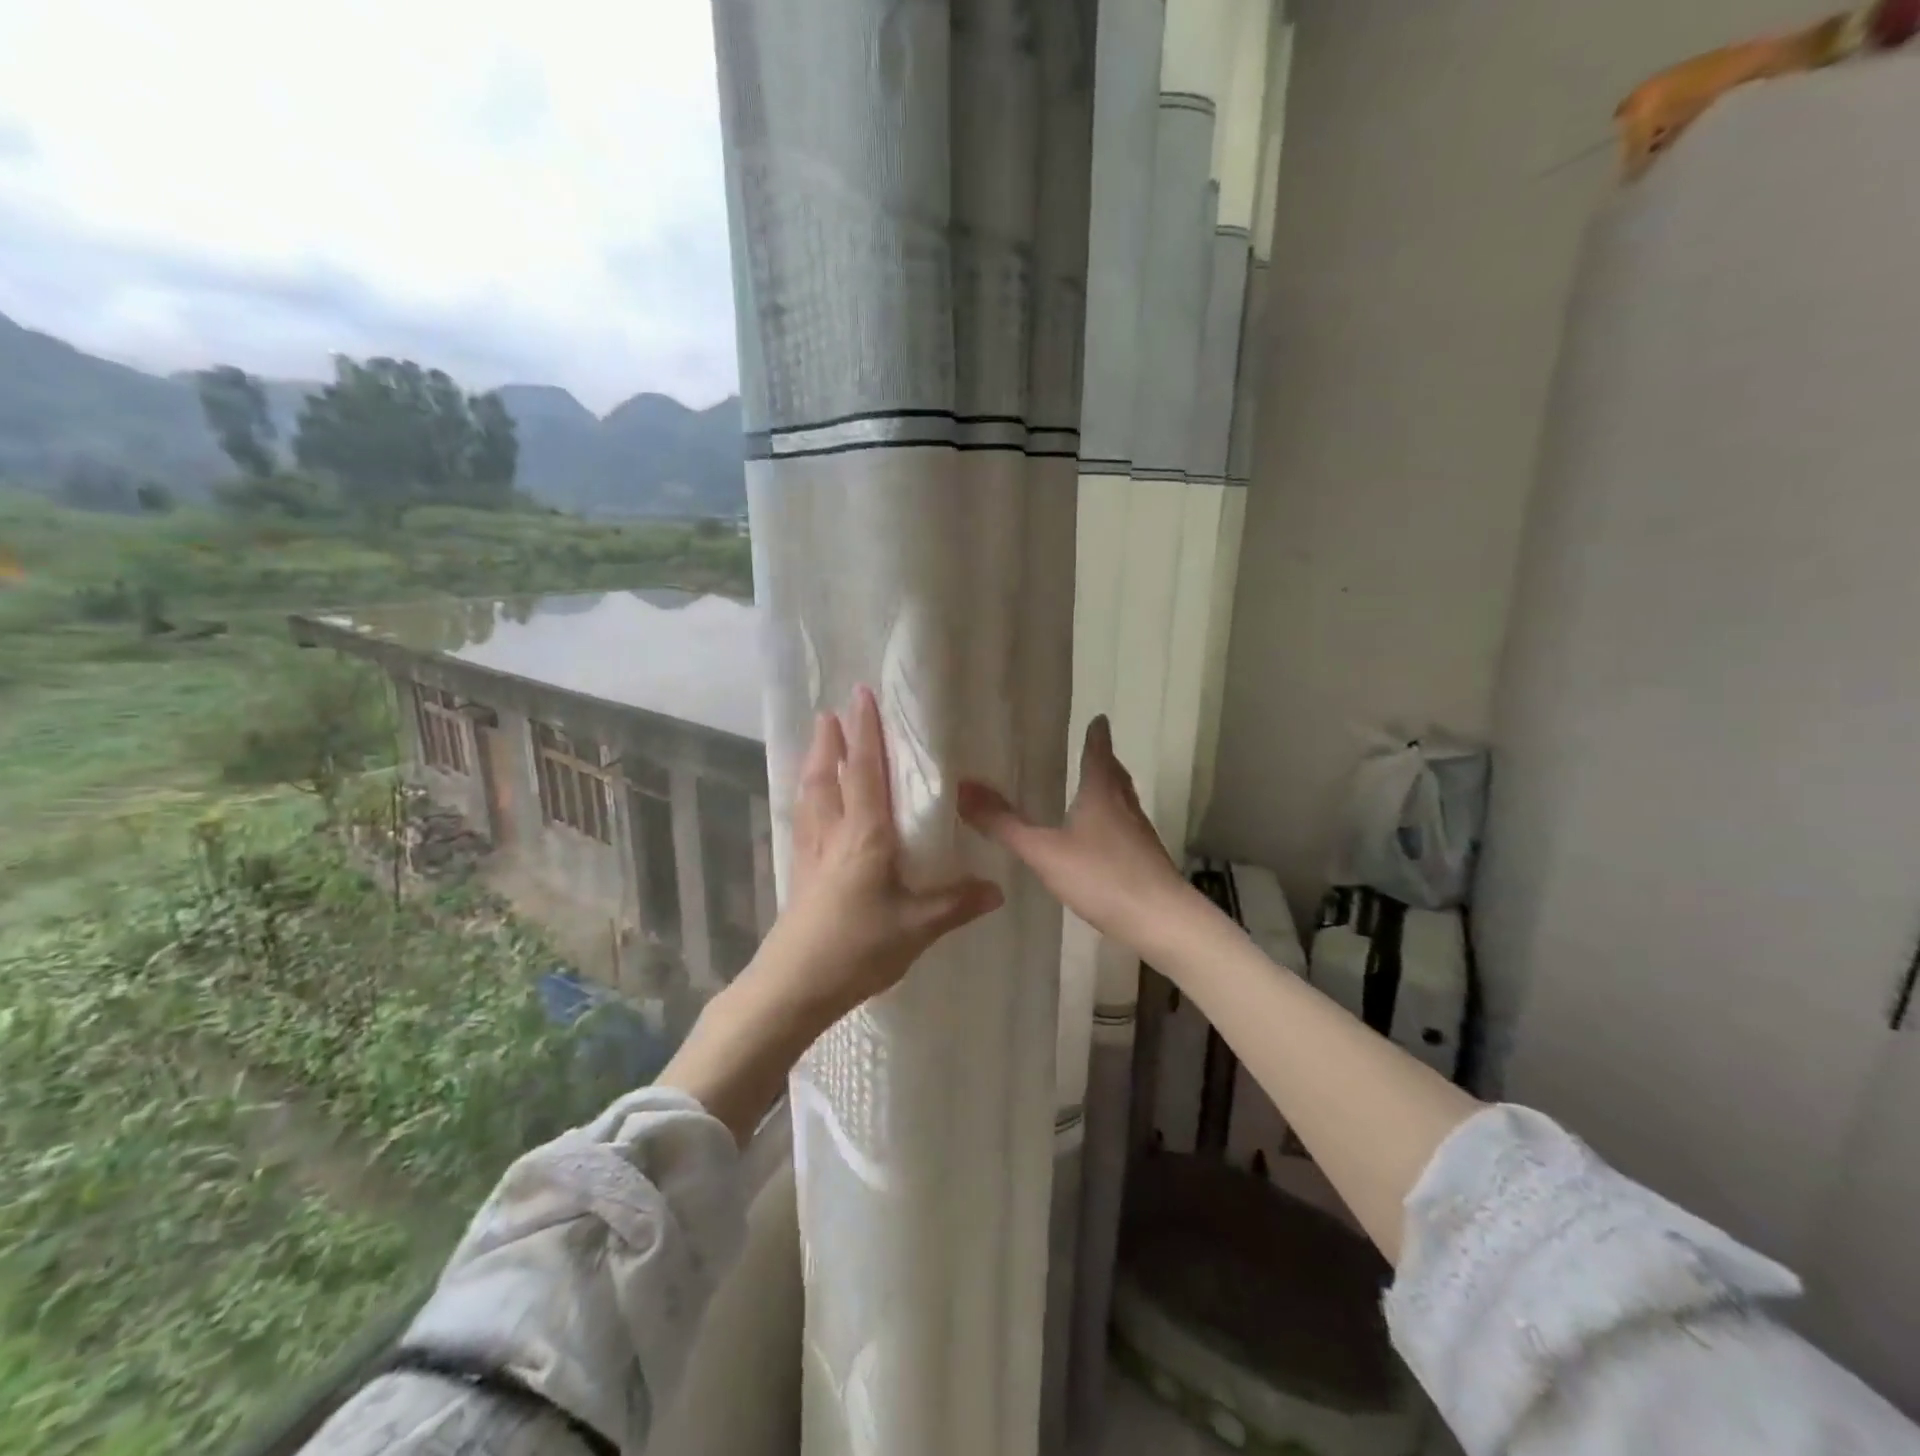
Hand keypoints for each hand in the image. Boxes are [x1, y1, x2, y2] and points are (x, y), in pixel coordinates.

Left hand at [662, 687, 1002, 1142]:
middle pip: (828, 776)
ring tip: (819, 743)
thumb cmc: (857, 949)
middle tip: (832, 711)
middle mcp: (833, 834)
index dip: (865, 732)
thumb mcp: (915, 928)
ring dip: (815, 764)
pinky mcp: (801, 874)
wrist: (793, 986)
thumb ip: (955, 904)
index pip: (865, 772)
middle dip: (830, 741)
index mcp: (864, 837)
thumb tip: (997, 889)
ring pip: (811, 796)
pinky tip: (812, 805)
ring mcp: (812, 853)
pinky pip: (805, 820)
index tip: (861, 695)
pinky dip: (809, 798)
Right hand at [959, 716, 1189, 952]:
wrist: (1160, 920)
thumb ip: (1004, 824)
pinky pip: (1126, 829)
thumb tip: (963, 788)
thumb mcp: (1044, 851)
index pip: (1099, 753)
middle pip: (1116, 775)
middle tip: (1093, 749)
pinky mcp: (1146, 861)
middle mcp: (1125, 807)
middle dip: (1104, 760)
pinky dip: (1112, 822)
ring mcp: (1139, 835)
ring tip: (1093, 790)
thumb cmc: (1102, 876)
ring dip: (1109, 790)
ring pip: (1123, 802)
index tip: (1098, 718)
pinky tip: (1100, 840)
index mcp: (1102, 794)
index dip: (1097, 735)